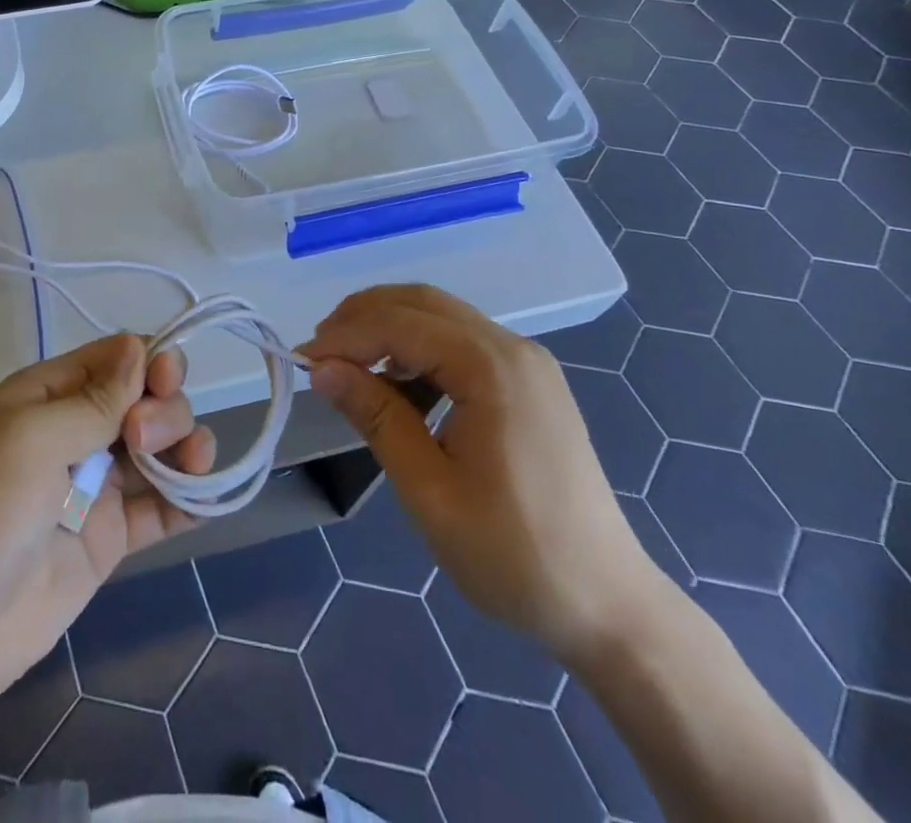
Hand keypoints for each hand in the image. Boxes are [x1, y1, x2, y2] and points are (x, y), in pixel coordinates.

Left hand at [0, 334, 216, 717]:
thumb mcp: (28, 440)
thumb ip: (93, 400)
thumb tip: (141, 348)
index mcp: (47, 396)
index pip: (114, 358)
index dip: (148, 361)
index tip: (164, 382)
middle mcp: (75, 432)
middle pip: (144, 398)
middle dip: (162, 407)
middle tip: (140, 440)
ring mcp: (94, 487)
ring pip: (159, 447)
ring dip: (186, 444)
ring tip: (191, 465)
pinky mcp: (109, 539)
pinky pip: (160, 508)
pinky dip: (190, 497)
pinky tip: (209, 495)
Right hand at [302, 286, 660, 665]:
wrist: (609, 607)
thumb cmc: (514, 555)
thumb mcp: (430, 490)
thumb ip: (376, 417)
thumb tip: (322, 369)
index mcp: (492, 368)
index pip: (400, 323)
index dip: (344, 336)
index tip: (301, 361)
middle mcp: (512, 348)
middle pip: (421, 303)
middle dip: (363, 319)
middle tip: (320, 354)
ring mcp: (526, 362)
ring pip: (440, 318)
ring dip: (389, 331)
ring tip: (349, 368)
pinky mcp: (529, 382)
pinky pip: (462, 344)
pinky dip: (419, 350)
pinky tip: (397, 386)